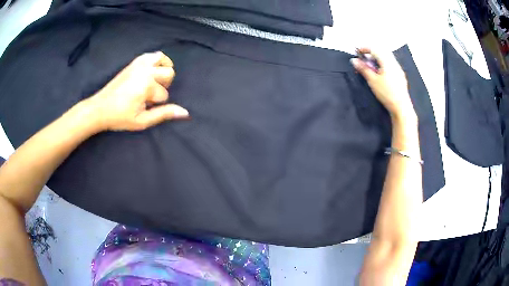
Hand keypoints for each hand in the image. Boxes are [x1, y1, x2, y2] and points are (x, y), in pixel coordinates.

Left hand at [85, 51, 188, 131]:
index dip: (157, 103)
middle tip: (150, 95)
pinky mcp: (135, 62)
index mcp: (147, 85)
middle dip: (163, 85)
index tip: (144, 106)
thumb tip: (185, 112)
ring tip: (154, 81)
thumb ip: (164, 114)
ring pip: (163, 59)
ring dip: (163, 70)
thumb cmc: (120, 117)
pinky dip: (156, 61)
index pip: (164, 94)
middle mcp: (146, 70)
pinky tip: (150, 72)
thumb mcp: (142, 121)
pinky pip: (152, 55)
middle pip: (169, 74)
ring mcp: (140, 63)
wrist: (100, 108)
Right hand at [351, 48, 415, 121]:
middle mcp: (394, 63)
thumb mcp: (372, 81)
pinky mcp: (400, 76)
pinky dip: (383, 64)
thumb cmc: (387, 93)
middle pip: (382, 51)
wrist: (401, 108)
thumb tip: (354, 60)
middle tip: (364, 58)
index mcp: (387, 62)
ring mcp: (398, 69)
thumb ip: (363, 69)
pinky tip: (380, 73)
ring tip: (371, 66)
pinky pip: (390, 64)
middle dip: (371, 52)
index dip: (364, 48)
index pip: (374, 49)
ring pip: (387, 58)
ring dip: (377, 58)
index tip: (357, 52)